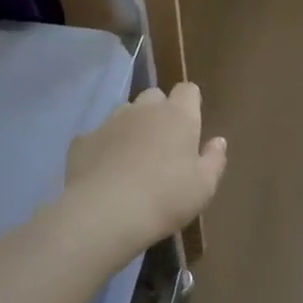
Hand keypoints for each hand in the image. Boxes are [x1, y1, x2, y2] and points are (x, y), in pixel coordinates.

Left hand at [65, 83, 226, 258]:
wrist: (105, 212)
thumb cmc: (165, 198)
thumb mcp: (203, 187)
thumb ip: (214, 160)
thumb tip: (218, 141)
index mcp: (178, 116)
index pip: (187, 90)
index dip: (189, 103)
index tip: (191, 124)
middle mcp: (144, 109)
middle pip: (154, 96)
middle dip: (159, 111)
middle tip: (162, 143)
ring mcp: (111, 121)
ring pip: (124, 112)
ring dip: (131, 127)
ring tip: (131, 158)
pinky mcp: (83, 140)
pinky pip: (97, 136)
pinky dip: (103, 148)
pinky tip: (104, 173)